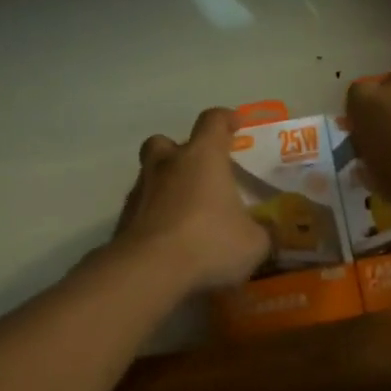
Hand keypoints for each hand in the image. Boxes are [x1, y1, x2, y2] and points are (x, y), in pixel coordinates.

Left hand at [110, 108, 270, 293]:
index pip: (213, 121)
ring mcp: (141, 190)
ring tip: (184, 212)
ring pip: (150, 175)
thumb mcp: (253, 243)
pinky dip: (153, 217)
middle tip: (198, 171)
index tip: (235, 124)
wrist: (148, 271)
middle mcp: (168, 164)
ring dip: (165, 186)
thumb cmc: (209, 242)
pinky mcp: (122, 219)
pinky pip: (141, 208)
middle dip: (179, 151)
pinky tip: (168, 239)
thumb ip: (262, 233)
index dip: (225, 119)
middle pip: (166, 142)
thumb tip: (268, 233)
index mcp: (203, 156)